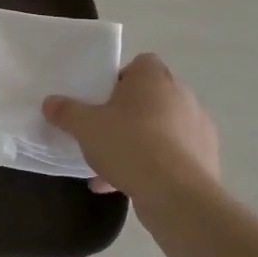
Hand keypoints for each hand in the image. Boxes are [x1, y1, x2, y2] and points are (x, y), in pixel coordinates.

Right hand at [43, 53, 220, 203]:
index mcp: (153, 78)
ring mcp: (199, 127)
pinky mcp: (207, 157)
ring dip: (140, 142)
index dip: (120, 79)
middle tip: (104, 131)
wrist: (176, 192)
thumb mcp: (84, 126)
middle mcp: (182, 95)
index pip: (140, 64)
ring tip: (112, 167)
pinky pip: (173, 154)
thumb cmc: (128, 144)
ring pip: (162, 128)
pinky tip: (128, 184)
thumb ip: (66, 111)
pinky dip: (154, 165)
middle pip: (150, 97)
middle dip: (128, 113)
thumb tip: (50, 102)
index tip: (102, 99)